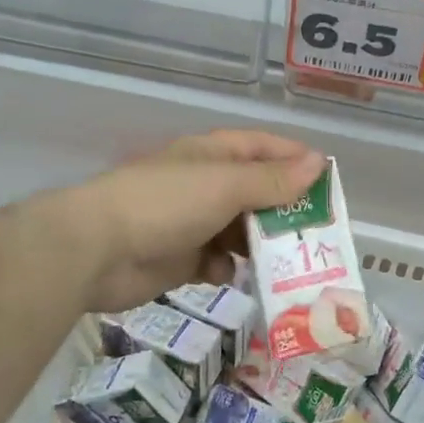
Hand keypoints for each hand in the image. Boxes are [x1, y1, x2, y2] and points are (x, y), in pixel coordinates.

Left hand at [59, 132, 325, 313]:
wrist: (96, 250)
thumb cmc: (166, 204)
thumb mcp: (226, 186)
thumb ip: (273, 180)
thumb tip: (318, 163)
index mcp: (213, 155)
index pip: (263, 148)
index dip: (295, 159)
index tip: (327, 181)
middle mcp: (205, 183)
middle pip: (255, 192)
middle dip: (284, 209)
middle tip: (317, 231)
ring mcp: (191, 222)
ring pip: (239, 230)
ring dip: (259, 243)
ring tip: (288, 260)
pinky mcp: (179, 259)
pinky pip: (216, 261)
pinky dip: (226, 268)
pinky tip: (231, 275)